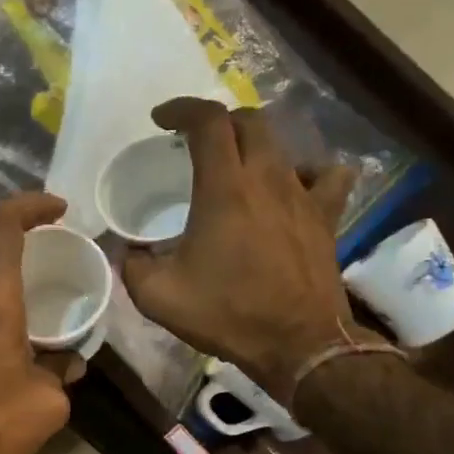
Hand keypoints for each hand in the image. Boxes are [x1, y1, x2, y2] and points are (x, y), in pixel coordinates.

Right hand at [121, 98, 368, 382]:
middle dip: (218, 122)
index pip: (208, 122)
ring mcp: (303, 195)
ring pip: (283, 144)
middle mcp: (267, 179)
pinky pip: (326, 176)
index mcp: (224, 189)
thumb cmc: (227, 314)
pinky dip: (305, 171)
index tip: (161, 120)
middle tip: (195, 143)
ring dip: (254, 144)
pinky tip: (291, 187)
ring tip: (236, 165)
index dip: (182, 109)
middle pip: (249, 121)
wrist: (298, 344)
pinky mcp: (326, 217)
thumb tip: (127, 249)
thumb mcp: (157, 296)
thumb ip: (132, 264)